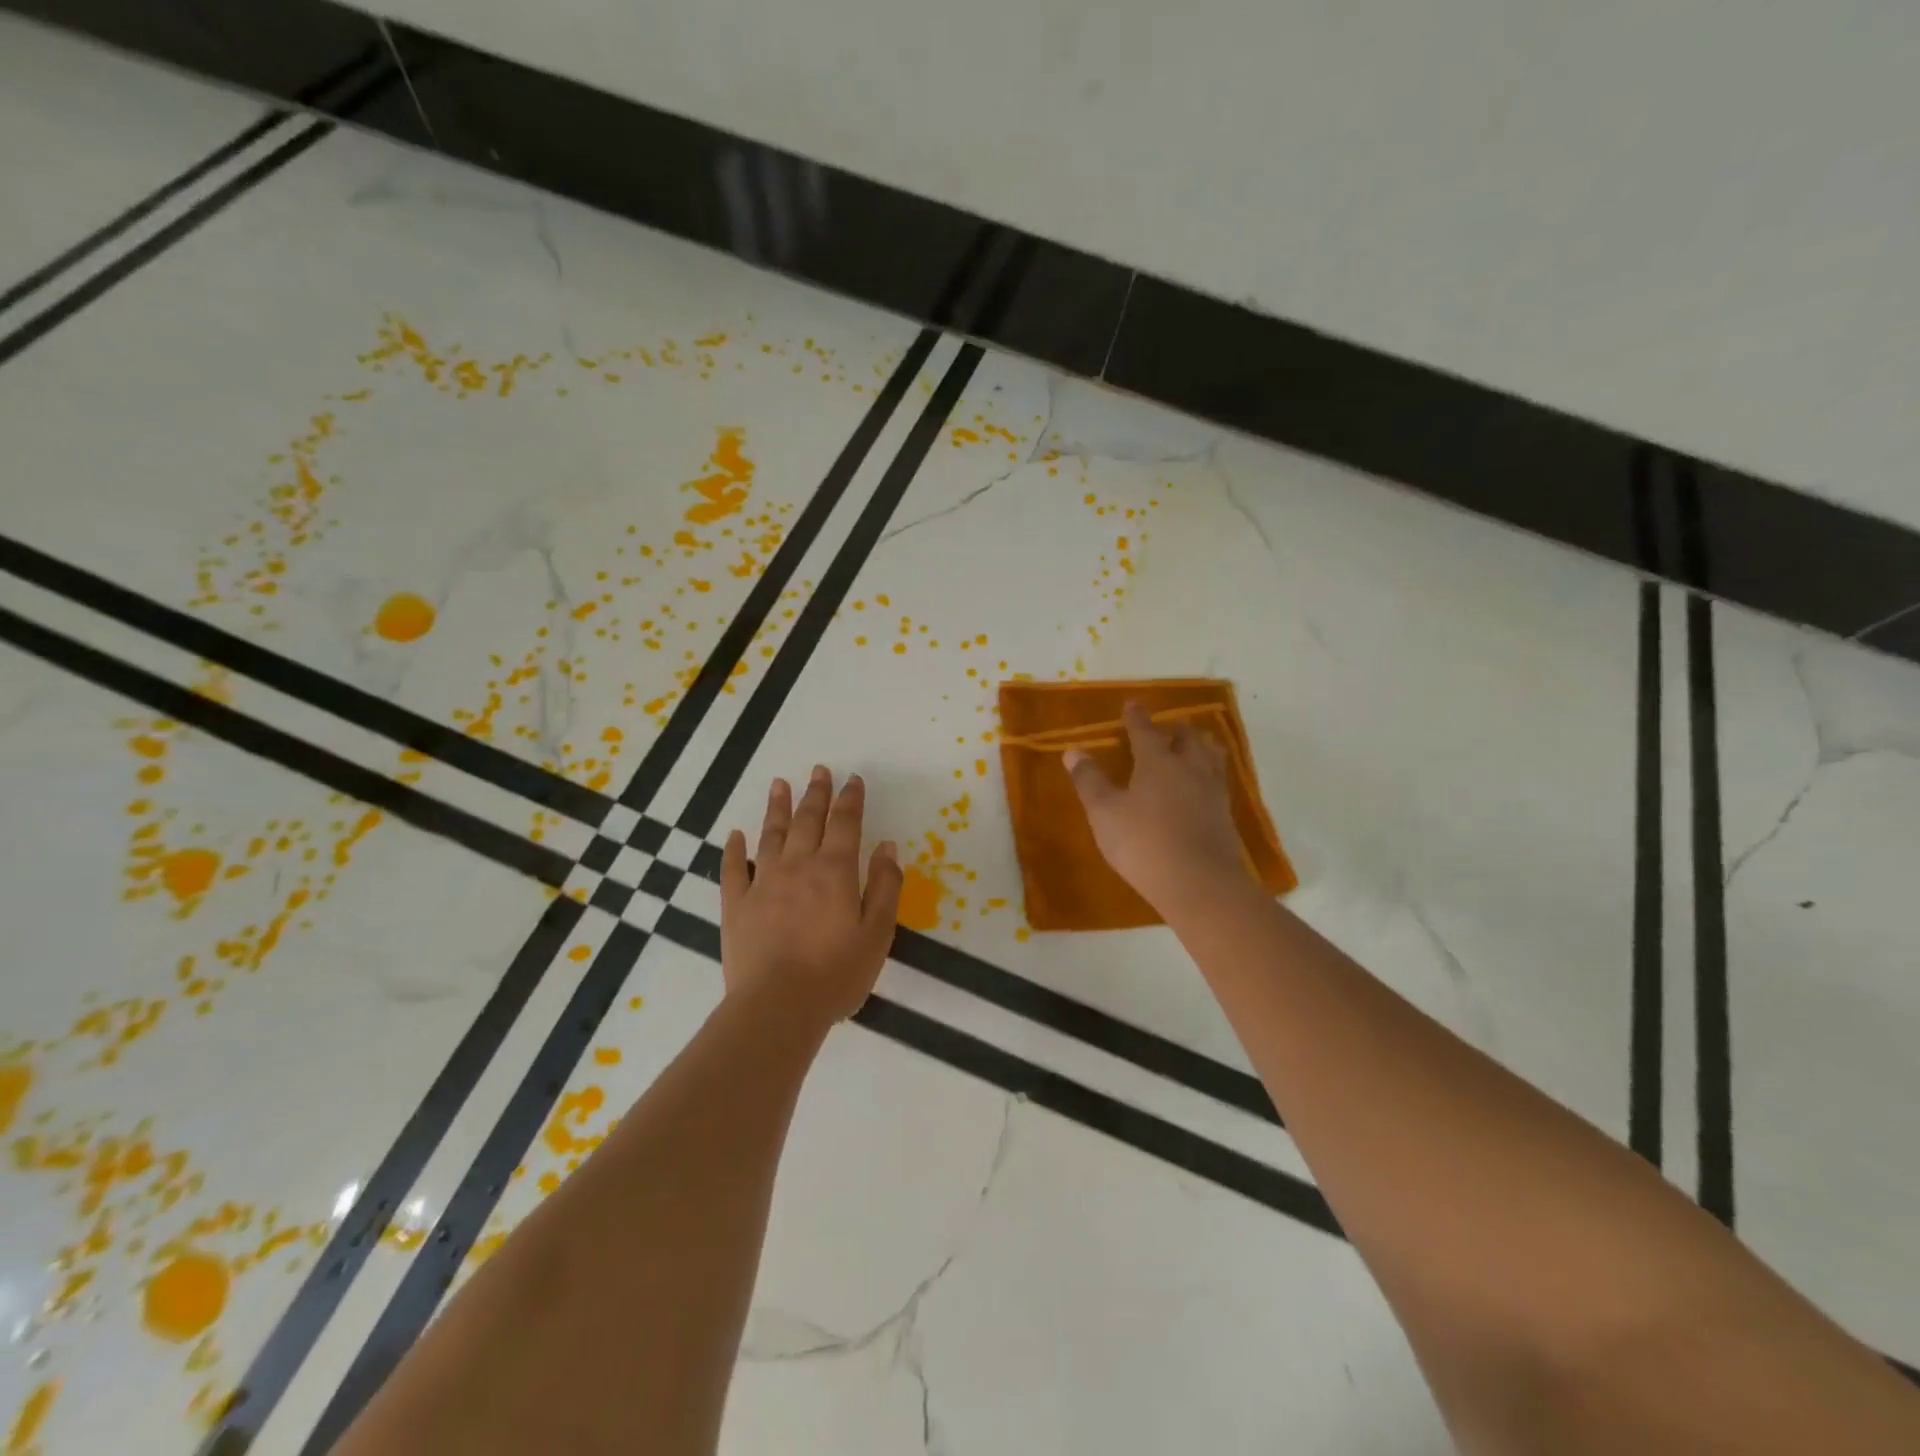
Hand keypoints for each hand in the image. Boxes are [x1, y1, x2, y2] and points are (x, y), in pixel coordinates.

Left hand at [720, 766, 902, 1027]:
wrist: (777, 1007)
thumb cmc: (836, 973)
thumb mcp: (877, 933)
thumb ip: (885, 887)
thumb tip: (888, 846)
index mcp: (835, 871)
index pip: (846, 824)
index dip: (851, 800)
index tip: (853, 780)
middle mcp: (798, 866)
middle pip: (808, 820)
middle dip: (816, 793)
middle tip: (818, 770)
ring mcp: (762, 883)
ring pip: (771, 835)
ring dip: (777, 808)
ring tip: (779, 784)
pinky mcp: (736, 905)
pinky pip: (733, 869)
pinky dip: (734, 850)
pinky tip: (735, 836)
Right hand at [1064, 703, 1251, 914]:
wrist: (1200, 883)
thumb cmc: (1143, 842)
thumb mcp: (1105, 812)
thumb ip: (1090, 781)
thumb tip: (1073, 751)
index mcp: (1158, 761)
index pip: (1145, 731)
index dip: (1137, 717)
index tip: (1132, 704)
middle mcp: (1190, 768)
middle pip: (1188, 739)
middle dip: (1177, 728)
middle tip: (1170, 725)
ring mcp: (1212, 792)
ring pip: (1211, 757)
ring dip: (1202, 746)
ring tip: (1197, 745)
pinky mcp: (1226, 817)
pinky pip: (1219, 782)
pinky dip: (1211, 774)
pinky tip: (1207, 786)